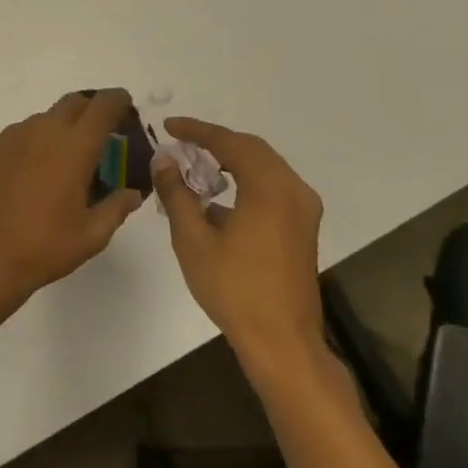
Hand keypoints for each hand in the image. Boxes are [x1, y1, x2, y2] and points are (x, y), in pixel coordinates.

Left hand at [0, 89, 145, 298]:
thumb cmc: (44, 247)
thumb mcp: (92, 235)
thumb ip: (117, 207)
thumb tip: (132, 192)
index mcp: (75, 147)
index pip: (103, 106)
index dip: (117, 100)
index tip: (125, 105)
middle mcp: (43, 130)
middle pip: (73, 102)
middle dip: (90, 111)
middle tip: (98, 137)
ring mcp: (12, 135)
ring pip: (44, 118)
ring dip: (59, 130)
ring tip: (60, 163)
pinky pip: (18, 135)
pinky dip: (31, 144)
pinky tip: (29, 175)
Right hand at [152, 116, 326, 370]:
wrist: (282, 342)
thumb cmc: (234, 288)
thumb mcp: (193, 239)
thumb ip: (177, 193)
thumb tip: (164, 160)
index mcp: (269, 188)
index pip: (230, 143)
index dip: (197, 130)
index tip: (168, 126)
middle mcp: (293, 190)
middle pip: (252, 149)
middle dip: (216, 141)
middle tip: (182, 141)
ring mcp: (303, 210)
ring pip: (265, 167)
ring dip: (232, 159)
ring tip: (197, 163)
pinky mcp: (303, 228)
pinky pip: (273, 187)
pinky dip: (246, 180)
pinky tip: (220, 197)